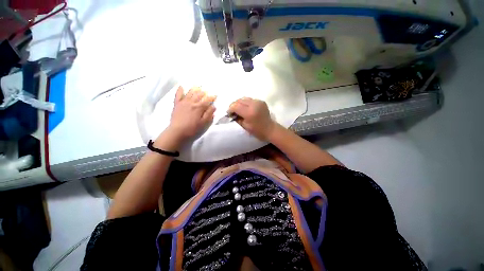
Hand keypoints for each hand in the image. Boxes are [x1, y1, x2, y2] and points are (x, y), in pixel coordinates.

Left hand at [166, 86, 215, 141]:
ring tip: (198, 86)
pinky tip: (181, 86)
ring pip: (190, 92)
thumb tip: (214, 106)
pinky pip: (178, 95)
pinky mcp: (176, 104)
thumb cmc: (192, 128)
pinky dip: (180, 90)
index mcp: (199, 107)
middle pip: (199, 94)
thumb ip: (209, 114)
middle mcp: (191, 102)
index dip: (212, 97)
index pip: (207, 100)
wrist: (177, 132)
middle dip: (204, 92)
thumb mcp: (203, 123)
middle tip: (207, 91)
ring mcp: (183, 102)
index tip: (215, 95)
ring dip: (195, 89)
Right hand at [228, 97, 276, 141]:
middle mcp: (254, 104)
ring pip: (244, 98)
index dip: (230, 109)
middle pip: (239, 100)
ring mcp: (258, 102)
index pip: (235, 106)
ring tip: (238, 109)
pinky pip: (250, 100)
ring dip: (239, 103)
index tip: (229, 113)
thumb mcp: (245, 126)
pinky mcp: (261, 101)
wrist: (270, 129)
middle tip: (232, 111)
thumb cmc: (257, 131)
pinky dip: (246, 103)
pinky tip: (246, 108)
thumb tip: (232, 114)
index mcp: (249, 112)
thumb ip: (237, 118)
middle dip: (234, 105)